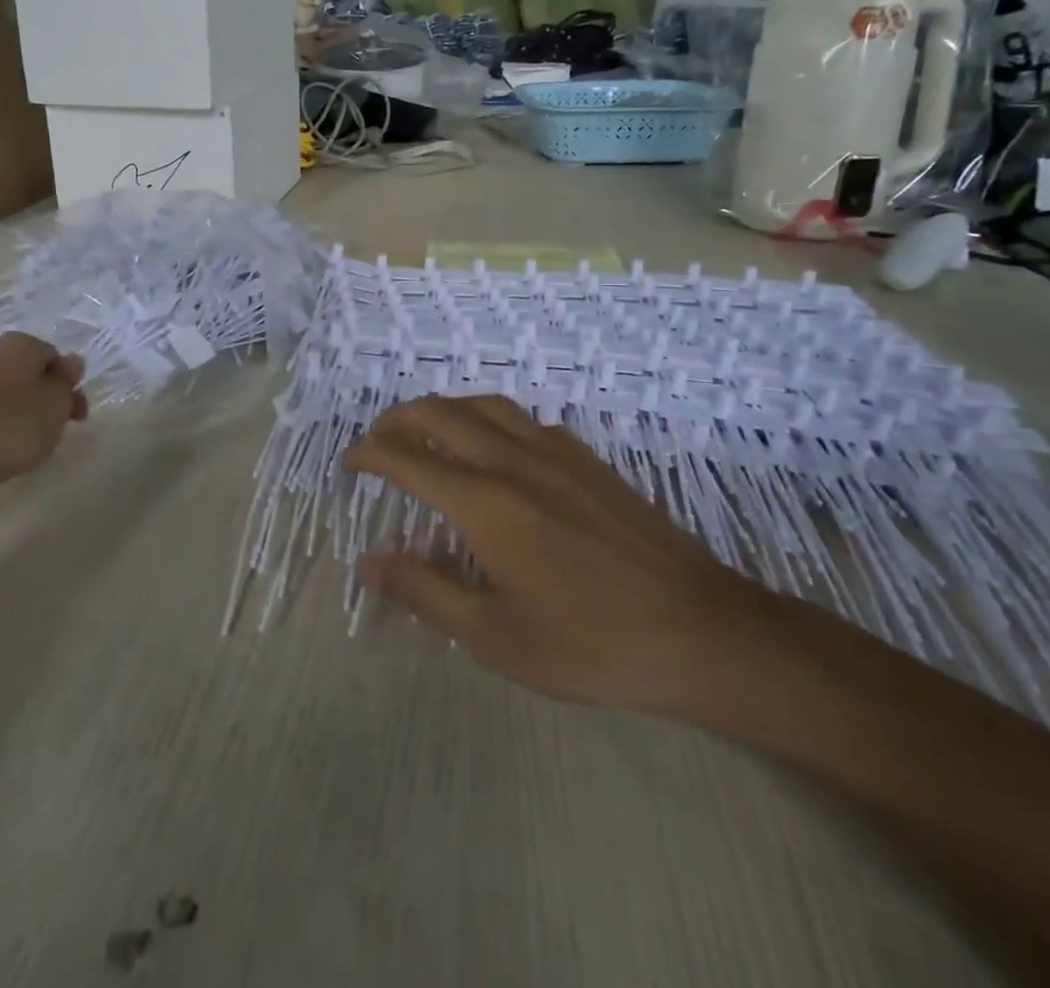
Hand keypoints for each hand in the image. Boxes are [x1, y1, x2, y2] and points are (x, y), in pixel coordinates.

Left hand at [0, 333, 87, 508]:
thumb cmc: (8, 427)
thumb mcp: (55, 404)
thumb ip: (66, 383)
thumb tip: (70, 363)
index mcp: (16, 346)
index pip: (53, 355)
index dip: (69, 383)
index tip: (77, 414)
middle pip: (27, 376)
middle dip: (45, 402)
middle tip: (56, 432)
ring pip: (3, 399)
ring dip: (20, 420)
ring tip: (26, 451)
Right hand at [344, 395, 772, 717]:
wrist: (700, 631)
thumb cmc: (590, 643)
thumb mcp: (495, 636)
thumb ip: (425, 591)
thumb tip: (368, 562)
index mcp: (484, 501)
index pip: (407, 458)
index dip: (369, 454)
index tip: (349, 464)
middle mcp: (513, 460)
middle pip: (440, 414)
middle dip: (397, 420)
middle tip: (377, 441)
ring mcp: (555, 452)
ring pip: (484, 405)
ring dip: (443, 409)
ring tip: (427, 433)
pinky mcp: (588, 458)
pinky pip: (523, 419)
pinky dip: (489, 419)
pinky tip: (496, 451)